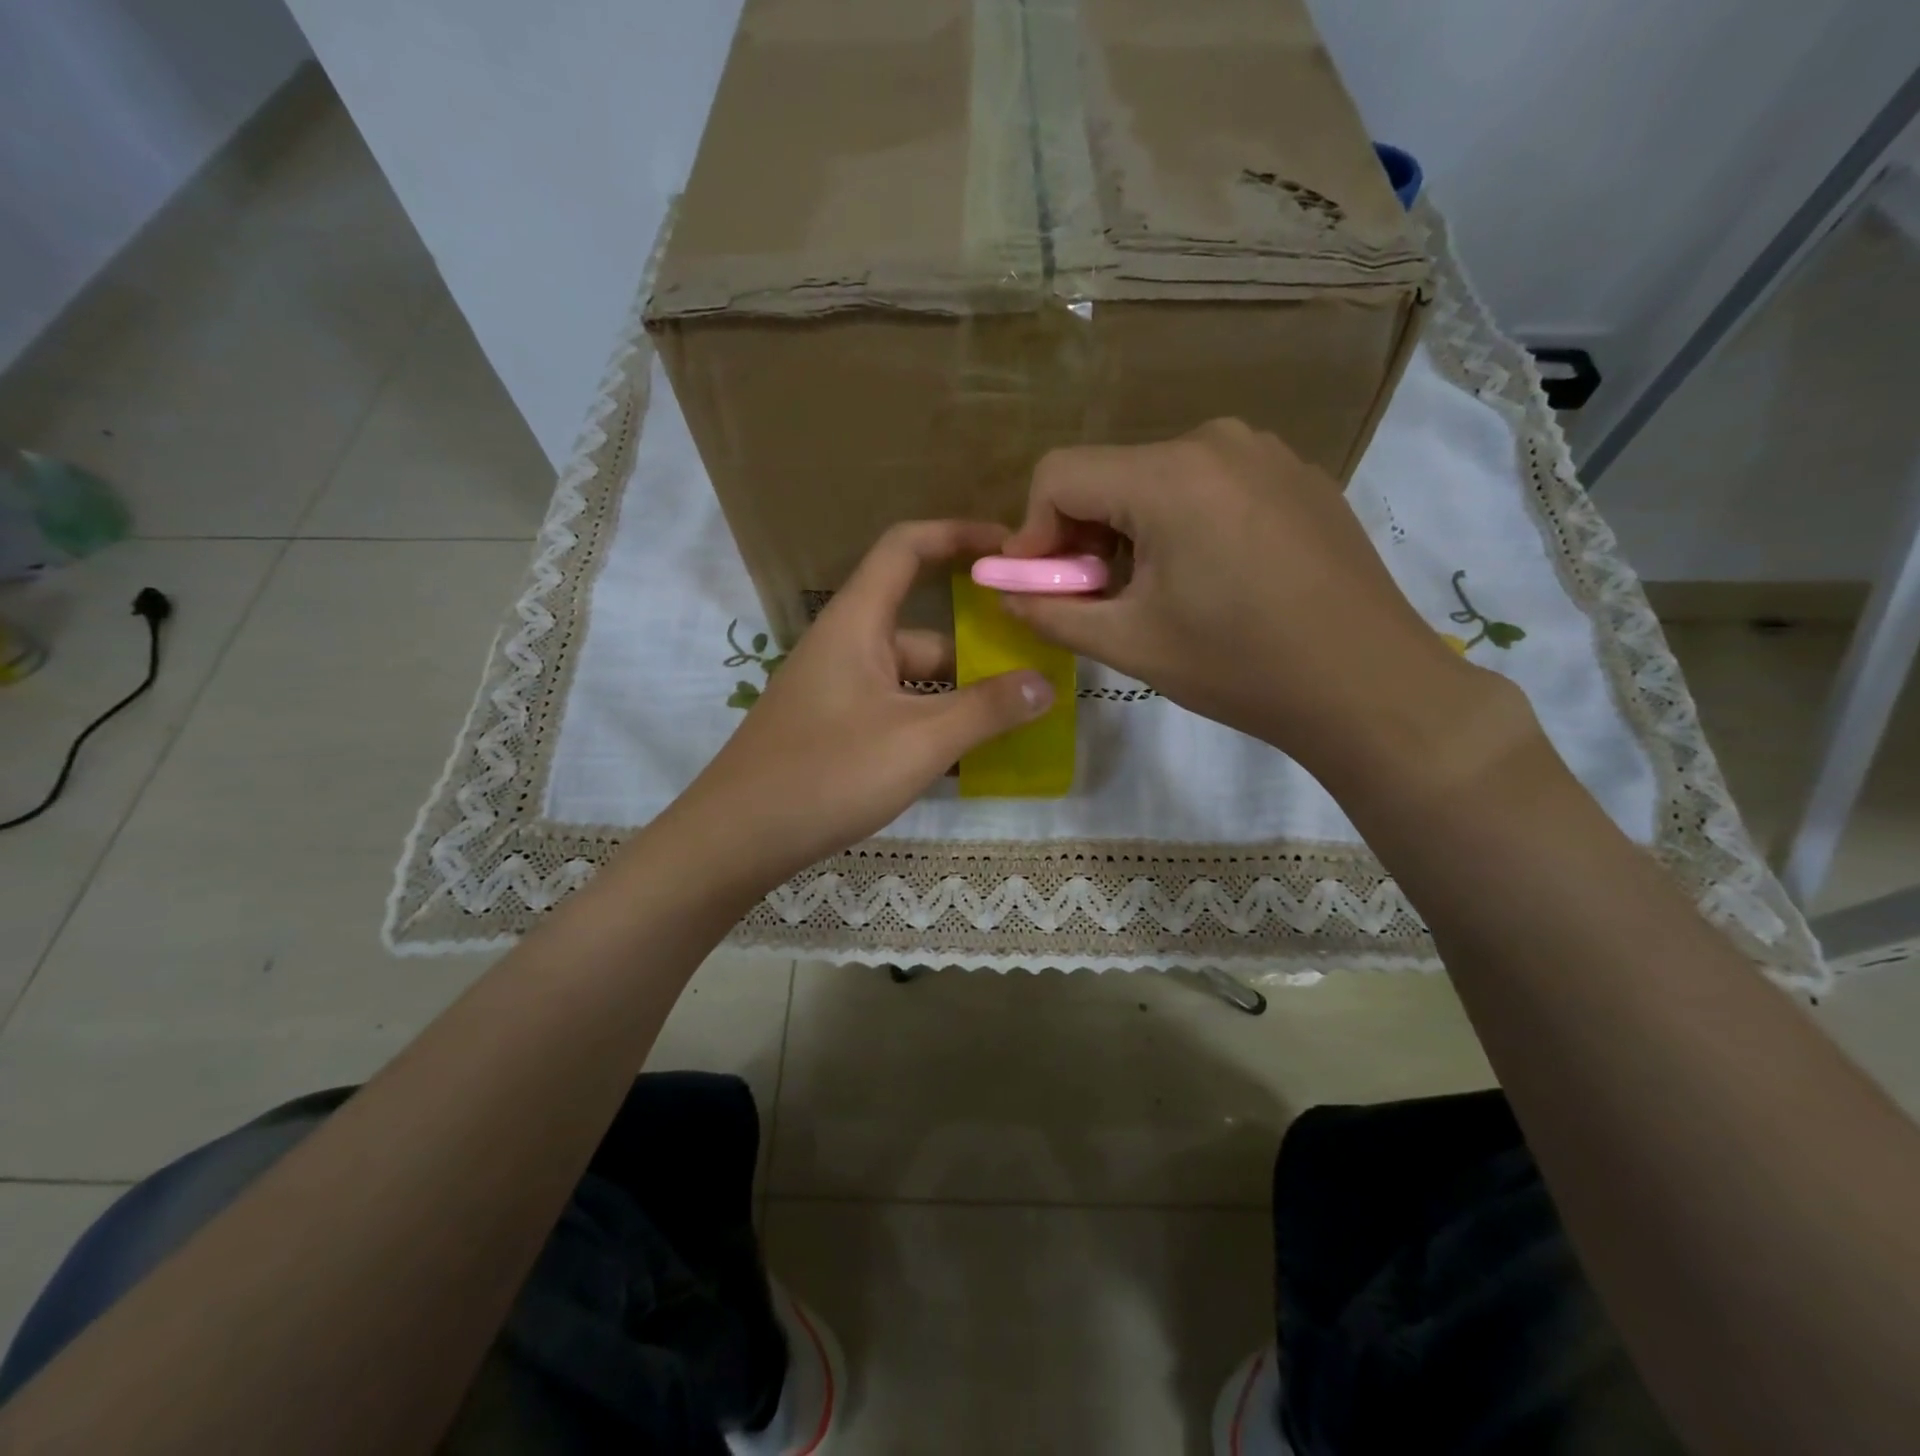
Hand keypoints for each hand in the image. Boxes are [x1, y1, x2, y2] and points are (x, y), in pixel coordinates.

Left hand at [675, 521, 1053, 885]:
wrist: (736, 839)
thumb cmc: (828, 774)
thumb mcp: (919, 741)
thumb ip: (987, 710)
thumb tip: (1046, 684)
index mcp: (857, 623)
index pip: (907, 547)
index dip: (959, 535)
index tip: (1011, 551)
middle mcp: (847, 646)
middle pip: (924, 628)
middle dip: (979, 647)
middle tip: (1037, 668)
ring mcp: (840, 691)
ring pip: (913, 679)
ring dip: (960, 696)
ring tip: (1018, 721)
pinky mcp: (836, 730)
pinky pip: (897, 711)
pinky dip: (933, 725)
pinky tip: (970, 760)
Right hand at [1000, 419, 1515, 791]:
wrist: (1368, 684)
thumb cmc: (1240, 667)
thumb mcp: (1130, 644)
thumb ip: (1051, 612)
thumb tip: (1005, 593)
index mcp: (1170, 476)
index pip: (1059, 474)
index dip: (1031, 532)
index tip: (1039, 585)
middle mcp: (1216, 441)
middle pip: (1110, 474)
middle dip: (1082, 535)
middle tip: (1091, 597)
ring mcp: (1265, 452)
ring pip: (1158, 479)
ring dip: (1131, 531)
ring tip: (1151, 592)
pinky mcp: (1296, 475)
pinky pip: (1210, 484)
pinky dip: (1182, 522)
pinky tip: (1208, 577)